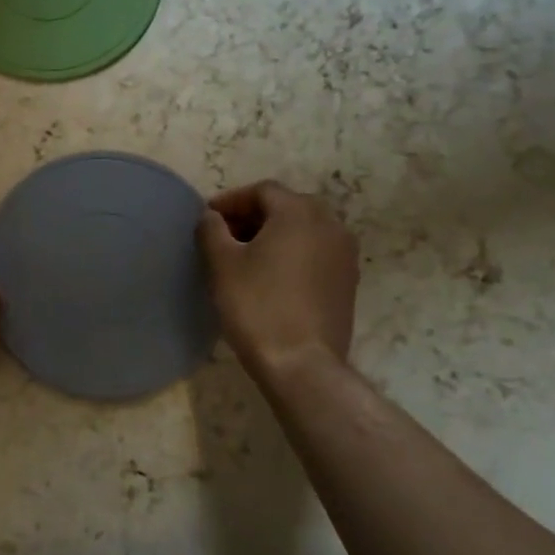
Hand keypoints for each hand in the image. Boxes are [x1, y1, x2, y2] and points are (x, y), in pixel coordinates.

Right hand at [198, 181, 358, 377]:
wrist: (301, 363)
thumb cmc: (257, 306)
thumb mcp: (221, 263)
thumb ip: (211, 229)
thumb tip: (211, 217)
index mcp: (299, 212)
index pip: (262, 191)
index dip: (230, 200)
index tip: (207, 219)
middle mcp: (330, 224)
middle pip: (286, 207)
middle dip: (252, 216)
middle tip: (223, 236)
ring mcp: (344, 254)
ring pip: (303, 230)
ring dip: (273, 235)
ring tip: (245, 257)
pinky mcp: (347, 281)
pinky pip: (315, 253)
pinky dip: (292, 254)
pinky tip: (270, 277)